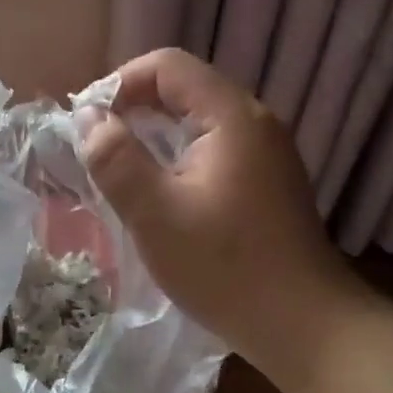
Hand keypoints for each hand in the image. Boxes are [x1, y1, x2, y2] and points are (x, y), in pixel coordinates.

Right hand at [81, 48, 370, 373]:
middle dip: (133, 106)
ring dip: (154, 132)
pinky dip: (178, 154)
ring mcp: (266, 152)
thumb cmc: (225, 268)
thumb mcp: (155, 214)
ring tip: (119, 166)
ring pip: (198, 119)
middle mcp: (255, 122)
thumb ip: (115, 159)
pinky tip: (160, 190)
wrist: (304, 326)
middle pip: (185, 87)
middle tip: (95, 144)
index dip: (120, 82)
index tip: (87, 121)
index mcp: (231, 117)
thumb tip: (89, 118)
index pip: (168, 66)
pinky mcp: (267, 180)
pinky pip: (213, 146)